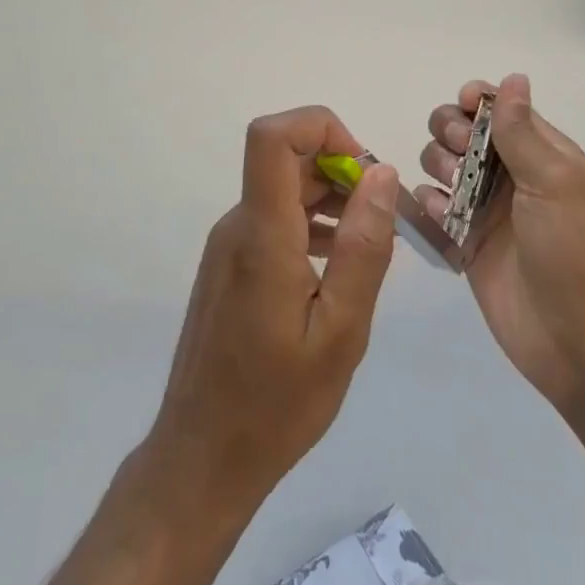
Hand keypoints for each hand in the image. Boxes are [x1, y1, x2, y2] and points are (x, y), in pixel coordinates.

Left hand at [148, 106, 400, 511]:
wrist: (202, 457)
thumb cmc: (277, 403)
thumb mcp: (341, 330)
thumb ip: (364, 246)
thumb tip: (381, 173)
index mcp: (261, 234)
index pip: (272, 136)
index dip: (321, 127)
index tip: (364, 170)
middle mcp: (237, 226)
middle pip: (285, 159)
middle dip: (341, 169)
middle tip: (382, 219)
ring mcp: (229, 245)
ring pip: (282, 189)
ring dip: (330, 198)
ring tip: (368, 245)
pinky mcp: (230, 265)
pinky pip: (273, 219)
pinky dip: (311, 223)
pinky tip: (337, 265)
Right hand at [418, 74, 584, 419]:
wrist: (578, 343)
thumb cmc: (574, 253)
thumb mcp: (553, 183)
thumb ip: (522, 131)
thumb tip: (514, 77)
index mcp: (543, 154)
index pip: (501, 109)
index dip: (476, 101)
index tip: (462, 107)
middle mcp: (512, 176)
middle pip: (463, 132)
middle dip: (450, 133)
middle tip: (457, 156)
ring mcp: (488, 210)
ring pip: (443, 166)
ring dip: (437, 167)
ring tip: (449, 192)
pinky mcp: (467, 244)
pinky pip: (434, 209)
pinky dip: (427, 205)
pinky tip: (436, 216)